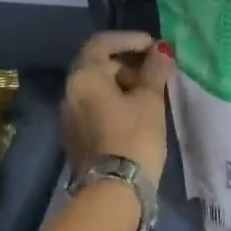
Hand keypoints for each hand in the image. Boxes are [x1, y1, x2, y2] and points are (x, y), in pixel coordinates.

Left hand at [62, 31, 171, 186]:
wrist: (114, 191)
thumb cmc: (134, 137)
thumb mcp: (150, 100)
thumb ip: (154, 70)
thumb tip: (161, 50)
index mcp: (83, 77)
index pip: (102, 43)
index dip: (129, 39)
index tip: (153, 45)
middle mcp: (70, 93)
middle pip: (98, 66)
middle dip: (128, 64)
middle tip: (156, 72)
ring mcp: (69, 117)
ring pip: (97, 90)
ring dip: (122, 85)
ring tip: (151, 95)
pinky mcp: (76, 138)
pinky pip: (95, 109)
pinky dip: (114, 104)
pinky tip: (137, 115)